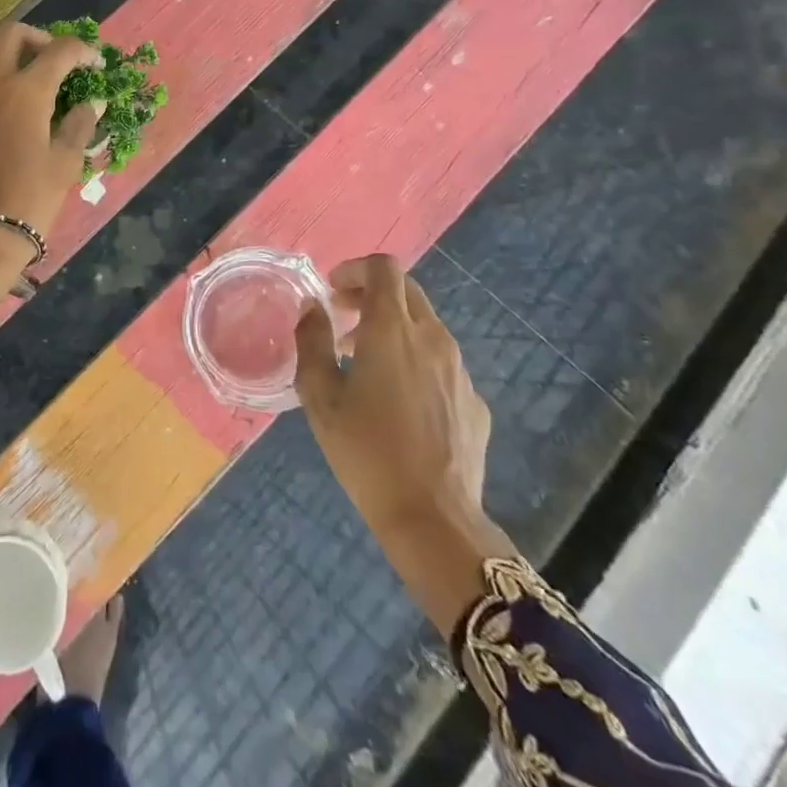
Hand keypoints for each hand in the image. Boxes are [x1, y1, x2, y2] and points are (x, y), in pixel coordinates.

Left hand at [0, 24, 102, 290]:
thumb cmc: (29, 202)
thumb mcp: (64, 164)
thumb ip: (79, 124)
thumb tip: (91, 100)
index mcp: (24, 92)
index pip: (58, 51)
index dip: (81, 51)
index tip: (94, 63)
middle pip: (9, 35)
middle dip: (37, 39)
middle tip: (55, 62)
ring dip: (9, 66)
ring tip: (30, 94)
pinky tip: (2, 128)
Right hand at [294, 254, 515, 632]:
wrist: (432, 518)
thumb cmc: (365, 451)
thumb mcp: (319, 396)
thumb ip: (311, 341)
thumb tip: (313, 308)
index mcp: (392, 331)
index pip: (384, 268)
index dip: (355, 269)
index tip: (333, 292)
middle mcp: (432, 339)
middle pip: (407, 291)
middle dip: (371, 294)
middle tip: (342, 320)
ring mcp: (460, 370)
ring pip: (425, 327)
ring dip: (392, 328)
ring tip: (364, 364)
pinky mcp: (474, 401)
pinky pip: (441, 363)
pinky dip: (414, 361)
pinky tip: (397, 402)